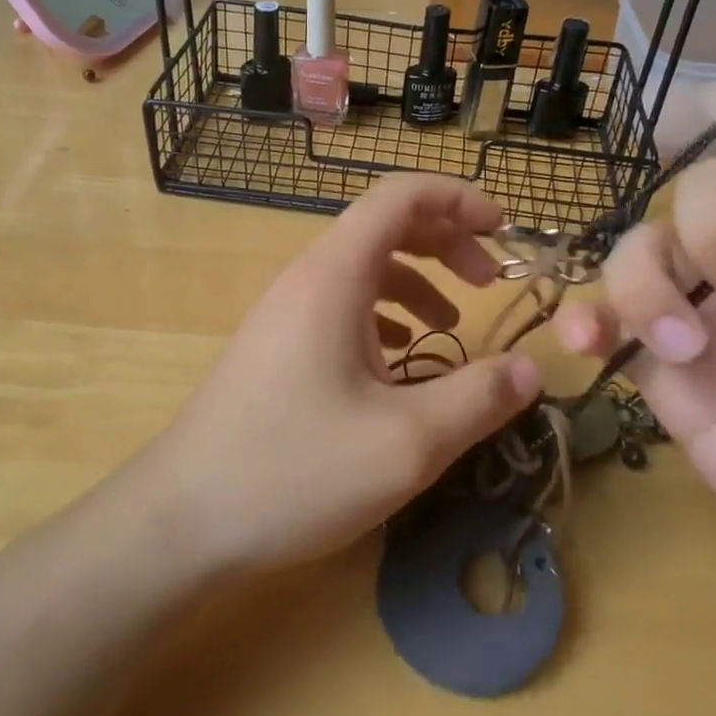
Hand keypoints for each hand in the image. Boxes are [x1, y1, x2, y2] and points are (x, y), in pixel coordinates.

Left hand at [137, 175, 543, 575]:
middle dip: (446, 240)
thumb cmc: (294, 471)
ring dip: (417, 279)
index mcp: (334, 275)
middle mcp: (306, 278)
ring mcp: (285, 311)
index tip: (505, 229)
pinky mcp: (276, 345)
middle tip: (491, 280)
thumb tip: (533, 369)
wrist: (183, 519)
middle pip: (384, 225)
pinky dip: (383, 314)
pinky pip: (340, 305)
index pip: (400, 196)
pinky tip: (400, 358)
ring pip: (362, 267)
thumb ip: (479, 398)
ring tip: (454, 320)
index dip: (459, 198)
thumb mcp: (407, 443)